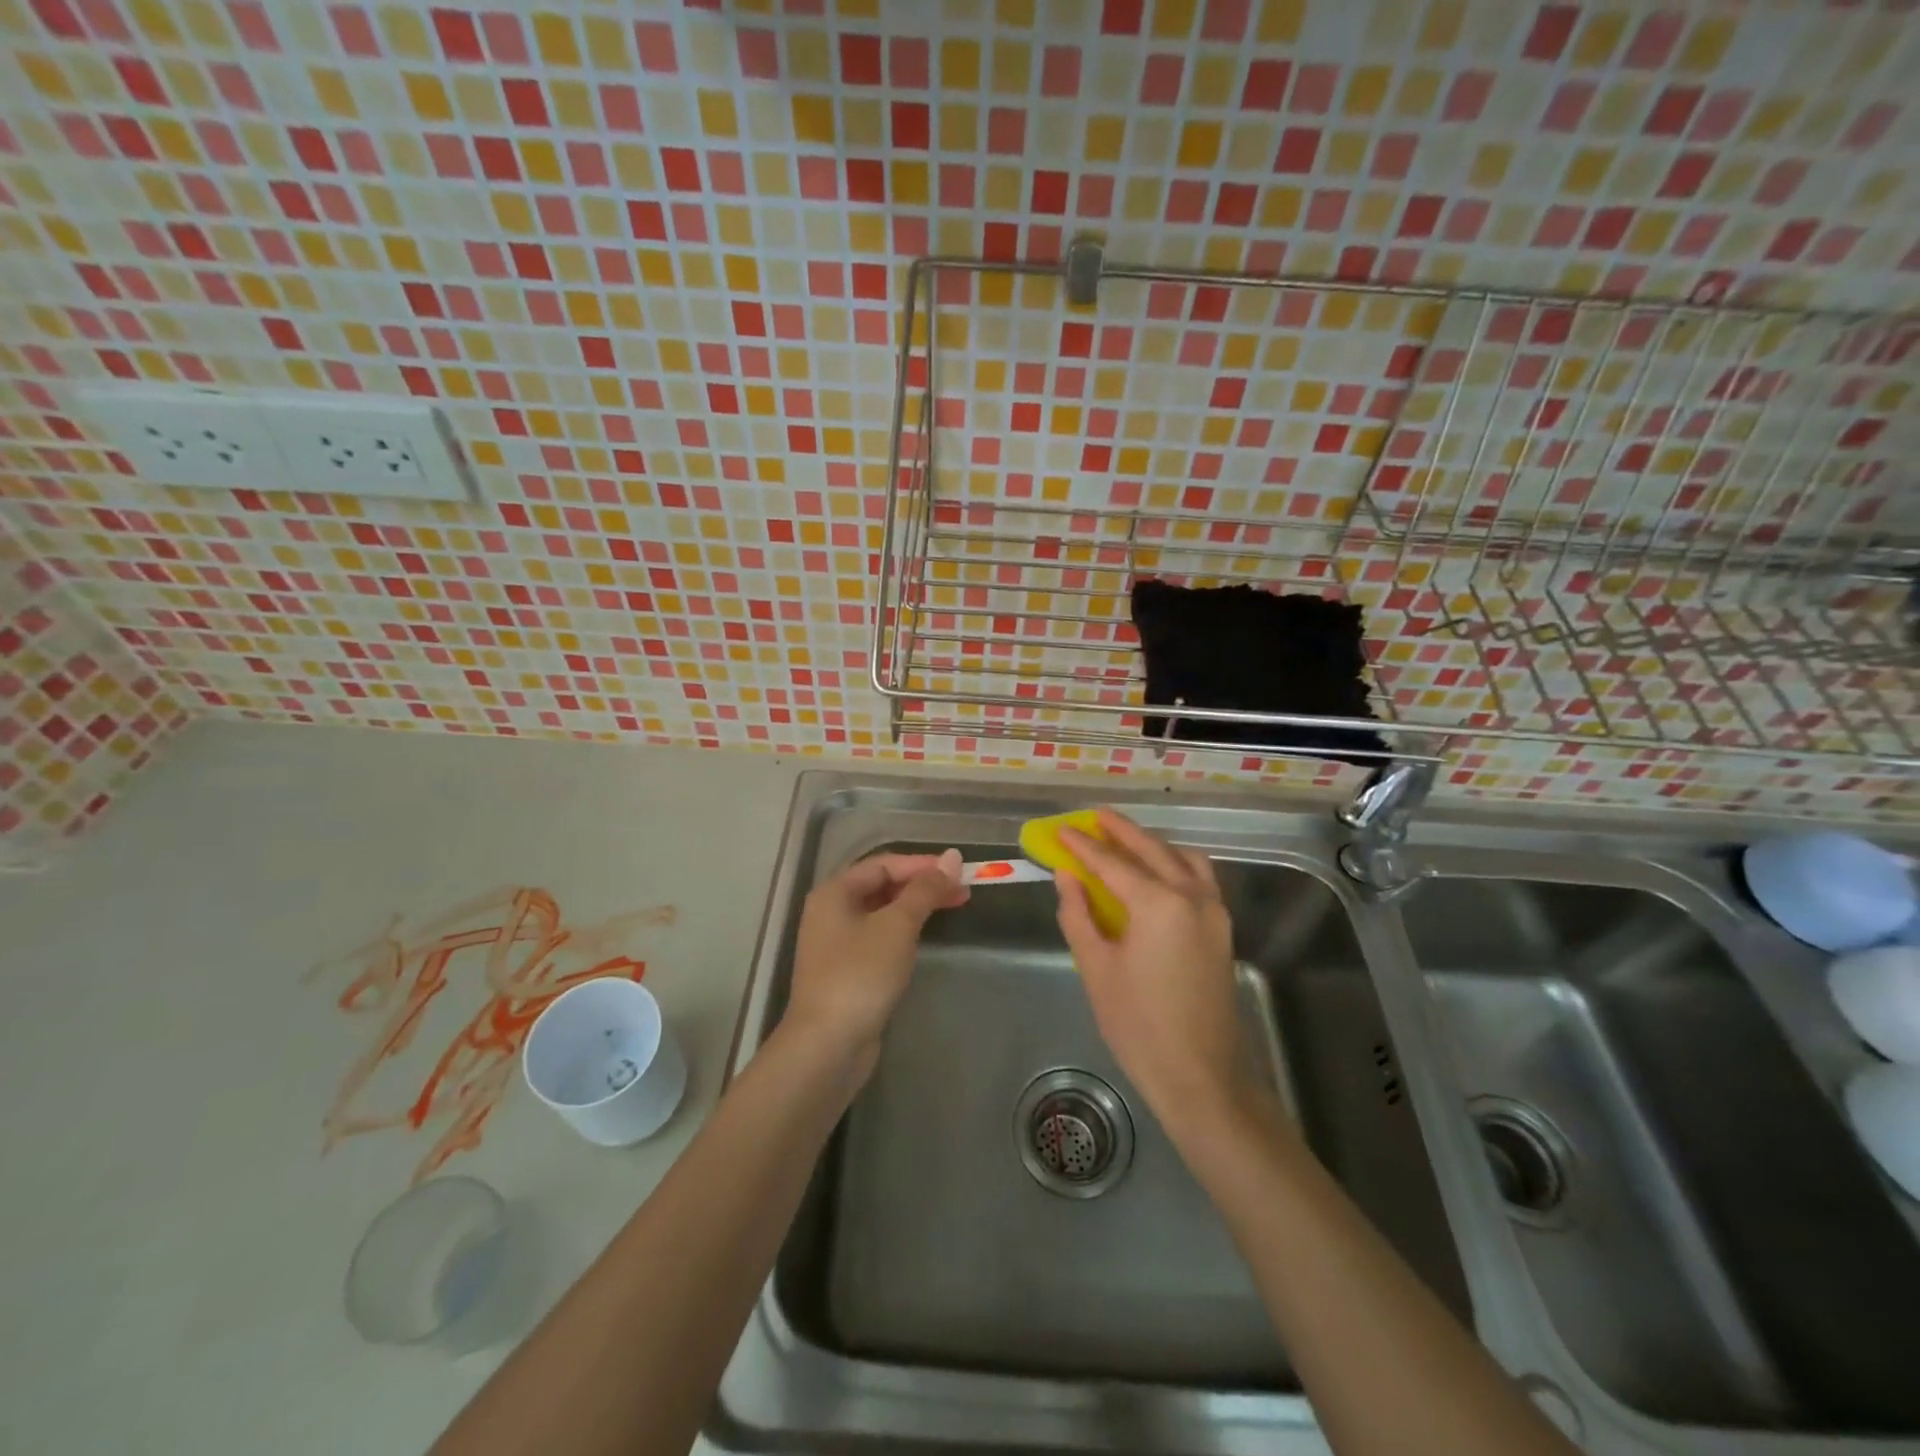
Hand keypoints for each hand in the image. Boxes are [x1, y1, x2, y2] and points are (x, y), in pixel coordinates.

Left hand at [784, 849, 967, 1080]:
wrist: (827, 1045)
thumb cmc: (861, 975)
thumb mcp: (898, 926)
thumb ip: (925, 890)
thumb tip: (952, 857)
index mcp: (834, 893)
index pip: (883, 865)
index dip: (922, 864)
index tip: (958, 871)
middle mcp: (831, 912)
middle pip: (882, 886)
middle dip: (922, 885)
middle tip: (962, 891)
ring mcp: (837, 944)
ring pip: (882, 913)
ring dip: (916, 908)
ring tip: (952, 908)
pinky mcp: (847, 971)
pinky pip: (879, 937)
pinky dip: (904, 931)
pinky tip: (925, 937)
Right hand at [1055, 811, 1249, 1130]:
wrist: (1201, 1076)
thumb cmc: (1138, 1025)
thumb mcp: (1097, 968)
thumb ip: (1079, 914)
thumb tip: (1067, 876)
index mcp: (1158, 903)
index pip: (1112, 863)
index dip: (1083, 845)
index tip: (1061, 830)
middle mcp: (1192, 895)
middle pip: (1152, 850)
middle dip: (1121, 831)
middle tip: (1094, 816)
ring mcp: (1213, 911)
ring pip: (1182, 859)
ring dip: (1152, 844)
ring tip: (1124, 840)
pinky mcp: (1222, 929)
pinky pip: (1199, 878)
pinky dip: (1176, 863)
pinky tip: (1157, 873)